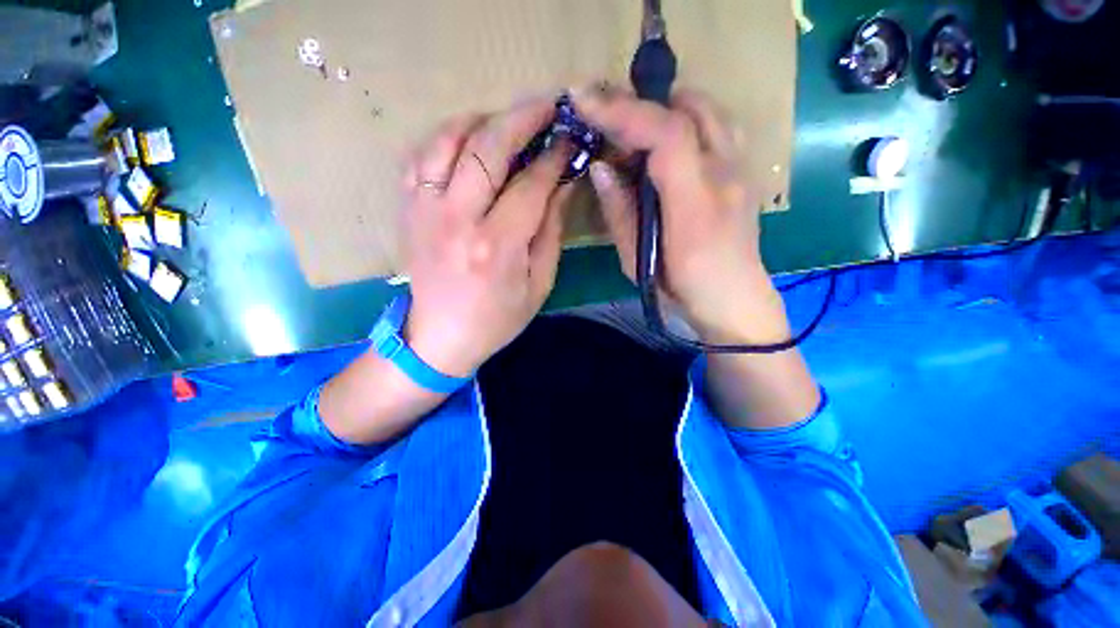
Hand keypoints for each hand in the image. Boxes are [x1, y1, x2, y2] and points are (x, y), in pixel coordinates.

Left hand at [400, 99, 573, 377]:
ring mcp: (425, 210)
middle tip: (546, 105)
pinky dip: (445, 137)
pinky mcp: (408, 209)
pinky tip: (466, 141)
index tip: (571, 140)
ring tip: (506, 120)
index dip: (555, 157)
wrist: (439, 338)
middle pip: (488, 147)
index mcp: (497, 246)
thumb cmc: (497, 319)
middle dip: (522, 117)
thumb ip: (551, 231)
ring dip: (481, 119)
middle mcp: (458, 219)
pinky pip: (420, 155)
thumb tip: (563, 184)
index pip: (531, 184)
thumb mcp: (539, 284)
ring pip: (448, 139)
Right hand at [573, 88, 789, 343]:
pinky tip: (667, 147)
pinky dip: (687, 122)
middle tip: (608, 120)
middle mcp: (727, 174)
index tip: (583, 99)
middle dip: (642, 104)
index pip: (666, 134)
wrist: (733, 301)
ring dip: (668, 109)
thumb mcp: (637, 261)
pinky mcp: (744, 172)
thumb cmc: (681, 290)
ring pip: (708, 110)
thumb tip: (601, 166)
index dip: (623, 111)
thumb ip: (620, 212)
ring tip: (636, 132)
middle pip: (691, 107)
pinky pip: (717, 127)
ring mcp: (742, 169)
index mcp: (696, 204)